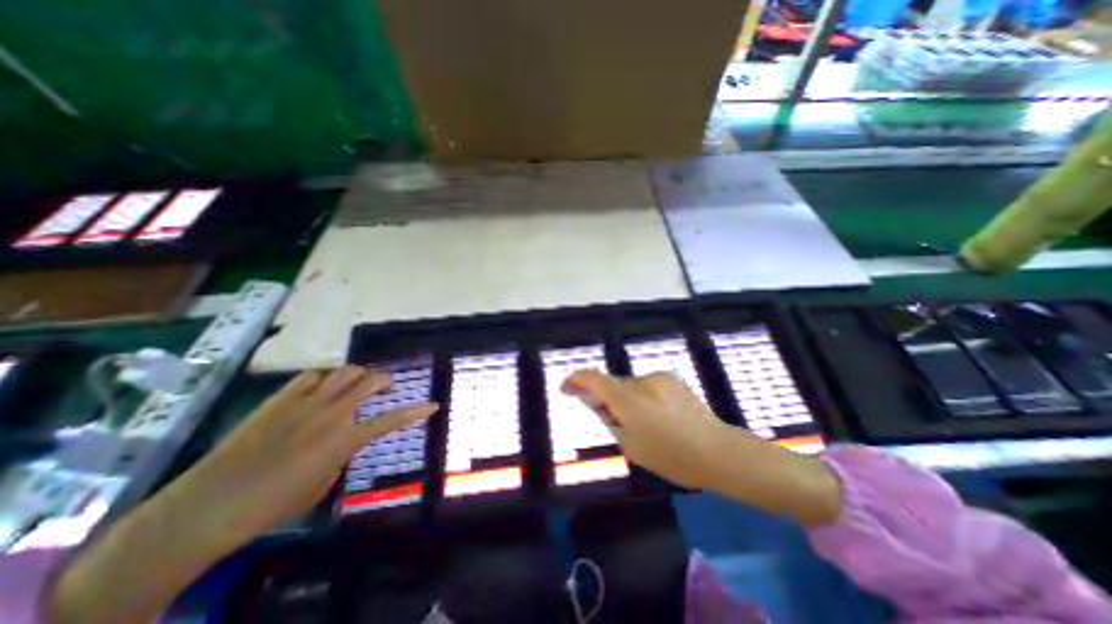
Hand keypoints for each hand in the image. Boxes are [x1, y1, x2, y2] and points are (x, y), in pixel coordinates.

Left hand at [168, 367, 437, 544]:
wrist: (208, 507)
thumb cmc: (272, 505)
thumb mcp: (323, 483)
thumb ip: (343, 454)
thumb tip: (347, 439)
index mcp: (346, 439)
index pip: (393, 419)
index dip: (417, 411)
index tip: (434, 405)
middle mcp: (332, 413)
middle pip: (371, 381)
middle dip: (385, 381)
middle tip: (385, 389)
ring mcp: (305, 402)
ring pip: (345, 372)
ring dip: (357, 376)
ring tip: (355, 385)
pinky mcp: (279, 399)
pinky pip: (310, 375)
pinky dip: (321, 379)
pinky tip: (318, 388)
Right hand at [560, 369, 726, 490]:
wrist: (716, 450)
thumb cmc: (671, 457)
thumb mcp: (630, 444)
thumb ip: (607, 417)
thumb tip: (591, 398)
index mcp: (629, 401)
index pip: (594, 379)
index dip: (576, 379)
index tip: (566, 387)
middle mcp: (641, 382)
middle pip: (612, 384)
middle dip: (604, 398)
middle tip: (610, 419)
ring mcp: (658, 377)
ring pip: (628, 385)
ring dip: (625, 398)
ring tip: (643, 422)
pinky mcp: (670, 377)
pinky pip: (645, 385)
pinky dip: (641, 396)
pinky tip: (657, 414)